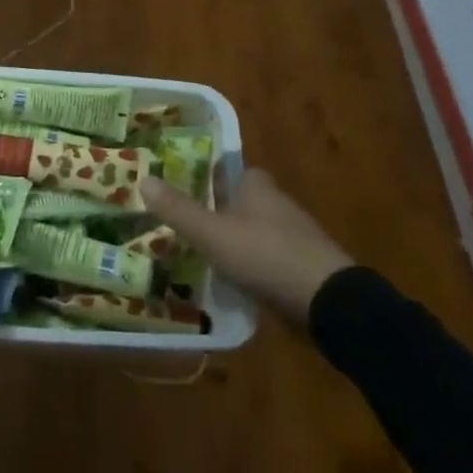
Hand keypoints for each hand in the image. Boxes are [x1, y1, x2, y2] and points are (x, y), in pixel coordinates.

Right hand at [139, 168, 352, 322]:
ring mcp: (293, 235)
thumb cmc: (266, 256)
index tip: (181, 186)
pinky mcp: (302, 266)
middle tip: (183, 223)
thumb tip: (143, 178)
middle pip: (240, 200)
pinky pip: (266, 257)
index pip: (229, 170)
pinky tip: (232, 279)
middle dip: (216, 210)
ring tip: (200, 253)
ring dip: (233, 239)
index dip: (206, 175)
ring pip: (253, 230)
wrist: (329, 302)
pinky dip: (250, 264)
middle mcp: (276, 203)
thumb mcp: (213, 234)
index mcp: (257, 186)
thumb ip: (178, 210)